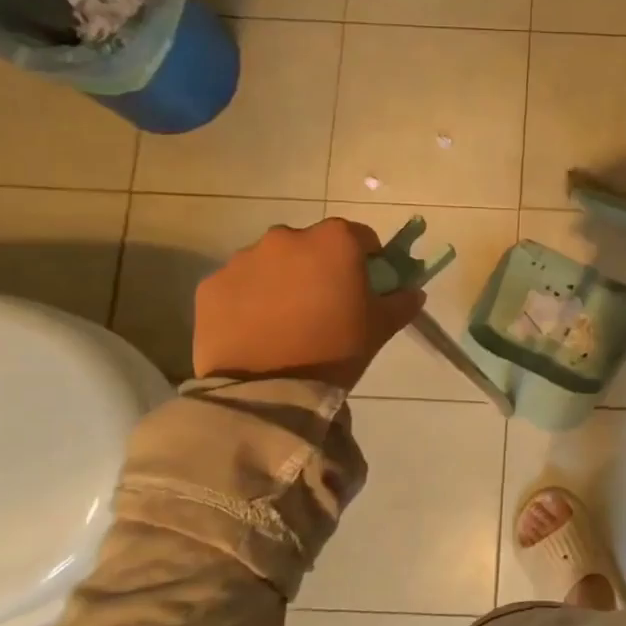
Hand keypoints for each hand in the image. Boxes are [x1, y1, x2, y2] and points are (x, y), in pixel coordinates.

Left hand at [192, 219, 425, 386]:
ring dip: (282, 281)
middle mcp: (286, 237)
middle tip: (324, 305)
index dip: (366, 259)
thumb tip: (413, 292)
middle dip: (319, 267)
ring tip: (285, 322)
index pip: (360, 236)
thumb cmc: (335, 350)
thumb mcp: (380, 328)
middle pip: (311, 245)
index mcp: (334, 241)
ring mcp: (243, 259)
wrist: (266, 389)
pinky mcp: (211, 285)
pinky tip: (256, 330)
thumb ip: (402, 302)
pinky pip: (239, 285)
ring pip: (271, 263)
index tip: (365, 285)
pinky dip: (249, 299)